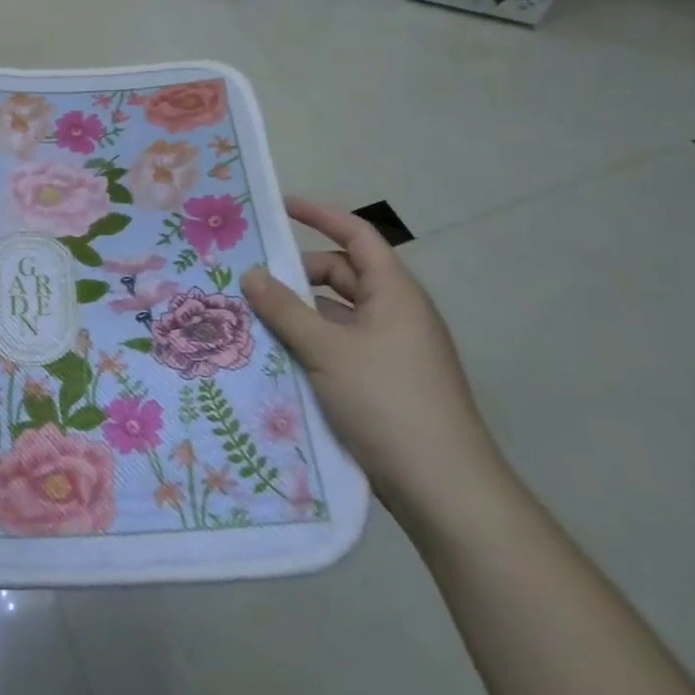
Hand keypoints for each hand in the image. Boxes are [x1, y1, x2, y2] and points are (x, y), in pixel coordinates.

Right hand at [242, 198, 509, 532]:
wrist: (443, 488)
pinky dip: (311, 342)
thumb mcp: (327, 350)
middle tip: (251, 279)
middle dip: (298, 273)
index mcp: (394, 293)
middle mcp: (396, 313)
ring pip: (337, 314)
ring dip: (300, 312)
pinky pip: (340, 346)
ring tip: (253, 318)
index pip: (357, 235)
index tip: (280, 207)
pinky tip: (277, 357)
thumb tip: (251, 274)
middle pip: (342, 275)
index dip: (320, 215)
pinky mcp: (384, 382)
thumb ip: (285, 310)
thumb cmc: (387, 401)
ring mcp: (392, 350)